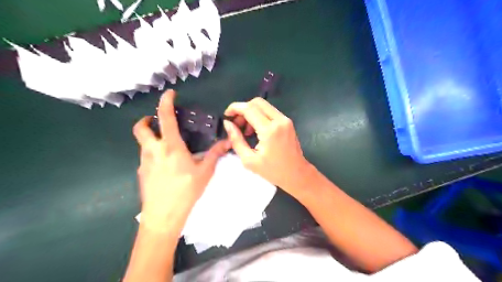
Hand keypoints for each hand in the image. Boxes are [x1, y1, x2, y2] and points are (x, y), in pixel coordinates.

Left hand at [131, 90, 228, 226]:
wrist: (163, 216)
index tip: (169, 94)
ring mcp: (144, 162)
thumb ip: (215, 154)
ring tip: (167, 146)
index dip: (166, 102)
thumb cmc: (186, 191)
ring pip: (142, 143)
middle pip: (141, 128)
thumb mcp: (205, 171)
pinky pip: (145, 157)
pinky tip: (165, 165)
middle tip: (157, 122)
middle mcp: (153, 150)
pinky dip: (153, 153)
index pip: (165, 118)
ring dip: (151, 138)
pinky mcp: (141, 173)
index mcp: (171, 146)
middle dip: (146, 120)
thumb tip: (227, 142)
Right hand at [223, 97, 310, 197]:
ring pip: (264, 105)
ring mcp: (285, 120)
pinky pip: (270, 111)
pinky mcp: (288, 122)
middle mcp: (279, 120)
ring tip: (246, 130)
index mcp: (269, 130)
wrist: (296, 174)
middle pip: (257, 102)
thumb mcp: (249, 160)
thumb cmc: (273, 171)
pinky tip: (256, 130)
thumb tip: (228, 124)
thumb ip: (236, 140)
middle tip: (236, 123)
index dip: (235, 108)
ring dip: (251, 112)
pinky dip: (260, 116)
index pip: (249, 109)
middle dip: (243, 109)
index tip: (227, 115)